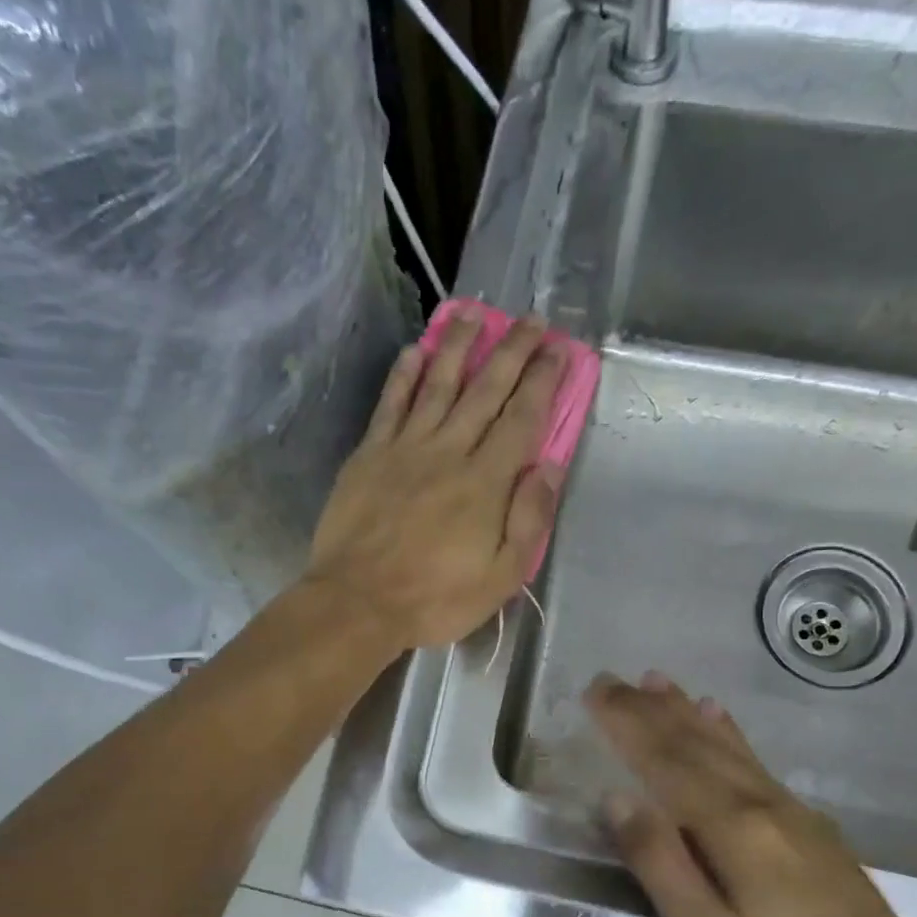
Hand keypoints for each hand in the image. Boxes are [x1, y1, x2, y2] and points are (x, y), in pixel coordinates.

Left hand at [306, 312, 566, 651]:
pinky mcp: (369, 455)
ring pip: (437, 384)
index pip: (522, 419)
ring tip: (473, 314)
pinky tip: (414, 350)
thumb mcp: (500, 576)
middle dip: (511, 351)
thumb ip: (528, 519)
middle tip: (530, 319)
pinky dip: (403, 375)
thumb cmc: (435, 598)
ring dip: (457, 346)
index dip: (543, 382)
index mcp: (485, 482)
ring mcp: (404, 448)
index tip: (558, 350)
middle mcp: (448, 451)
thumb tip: (547, 466)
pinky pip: (390, 404)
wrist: (358, 602)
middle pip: (485, 390)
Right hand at [585, 672, 916, 916]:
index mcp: (730, 826)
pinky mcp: (806, 820)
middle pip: (693, 743)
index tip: (595, 692)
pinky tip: (717, 714)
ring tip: (654, 681)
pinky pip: (753, 759)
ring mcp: (787, 807)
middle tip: (610, 681)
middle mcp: (758, 801)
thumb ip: (660, 862)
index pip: (665, 761)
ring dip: (684, 709)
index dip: (627, 724)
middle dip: (647, 709)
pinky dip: (727, 731)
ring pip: (724, 744)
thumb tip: (617, 799)